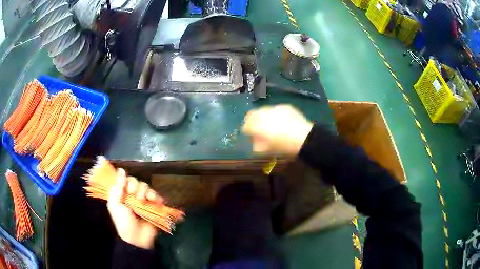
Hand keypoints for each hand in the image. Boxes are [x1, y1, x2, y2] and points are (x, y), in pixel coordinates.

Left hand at [107, 169, 163, 248]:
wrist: (137, 237)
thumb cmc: (123, 221)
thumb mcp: (115, 204)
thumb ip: (117, 188)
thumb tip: (121, 170)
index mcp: (121, 194)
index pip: (125, 179)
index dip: (127, 180)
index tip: (127, 187)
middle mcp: (132, 195)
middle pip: (136, 181)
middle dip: (136, 187)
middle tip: (135, 196)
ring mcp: (143, 200)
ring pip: (146, 187)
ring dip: (146, 191)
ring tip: (145, 200)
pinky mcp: (153, 206)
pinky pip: (156, 196)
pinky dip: (156, 196)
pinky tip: (155, 201)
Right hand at [242, 105, 312, 155]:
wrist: (304, 138)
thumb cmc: (283, 146)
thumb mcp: (266, 150)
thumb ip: (256, 144)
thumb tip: (253, 140)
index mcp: (257, 126)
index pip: (245, 125)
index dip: (246, 130)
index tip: (249, 134)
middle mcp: (263, 114)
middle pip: (252, 114)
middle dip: (252, 120)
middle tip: (257, 127)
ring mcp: (274, 108)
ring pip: (263, 110)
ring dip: (263, 116)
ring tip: (270, 123)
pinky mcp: (284, 106)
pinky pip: (275, 109)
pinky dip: (275, 114)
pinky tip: (281, 121)